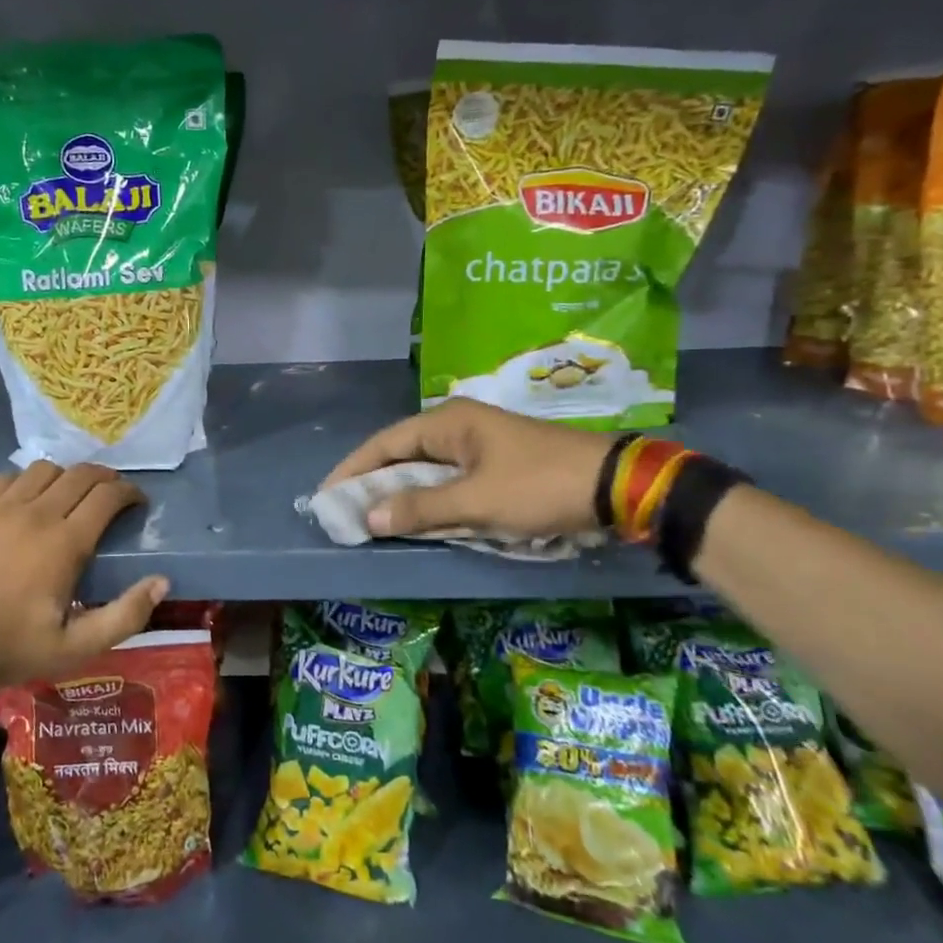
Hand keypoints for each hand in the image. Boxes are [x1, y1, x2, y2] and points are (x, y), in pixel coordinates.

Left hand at [0, 462, 167, 686]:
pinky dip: (26, 482)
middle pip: (80, 474)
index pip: (107, 496)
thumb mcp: (77, 647)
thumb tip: (162, 581)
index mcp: (65, 543)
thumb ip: (126, 615)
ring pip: (43, 469)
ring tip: (68, 495)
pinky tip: (26, 501)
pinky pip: (6, 479)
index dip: (129, 492)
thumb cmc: (14, 648)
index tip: (137, 502)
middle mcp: (36, 514)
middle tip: (111, 493)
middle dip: (104, 477)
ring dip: (65, 477)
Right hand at [321, 399, 612, 539]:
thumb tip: (367, 516)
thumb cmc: (539, 486)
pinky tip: (416, 519)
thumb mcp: (477, 501)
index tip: (326, 496)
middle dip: (372, 483)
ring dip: (400, 494)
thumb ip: (420, 508)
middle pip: (401, 454)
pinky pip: (447, 481)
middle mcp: (458, 427)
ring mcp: (478, 445)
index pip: (384, 443)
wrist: (616, 487)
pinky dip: (428, 499)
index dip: (353, 470)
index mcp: (448, 422)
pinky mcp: (495, 464)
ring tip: (370, 519)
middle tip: (344, 512)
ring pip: (425, 470)